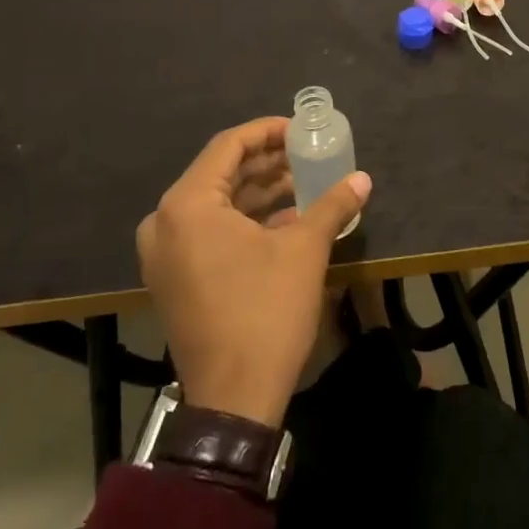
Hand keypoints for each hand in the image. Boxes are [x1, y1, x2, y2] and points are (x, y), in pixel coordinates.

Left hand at [136, 117, 370, 429]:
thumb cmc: (265, 312)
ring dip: (259, 192)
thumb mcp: (304, 250)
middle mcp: (165, 223)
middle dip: (267, 163)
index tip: (302, 129)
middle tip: (307, 153)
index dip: (268, 131)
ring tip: (304, 183)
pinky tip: (286, 219)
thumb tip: (363, 179)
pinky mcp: (175, 278)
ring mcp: (165, 254)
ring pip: (216, 204)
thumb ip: (332, 205)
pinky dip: (245, 221)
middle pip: (220, 174)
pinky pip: (209, 232)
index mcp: (187, 206)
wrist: (233, 398)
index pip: (229, 147)